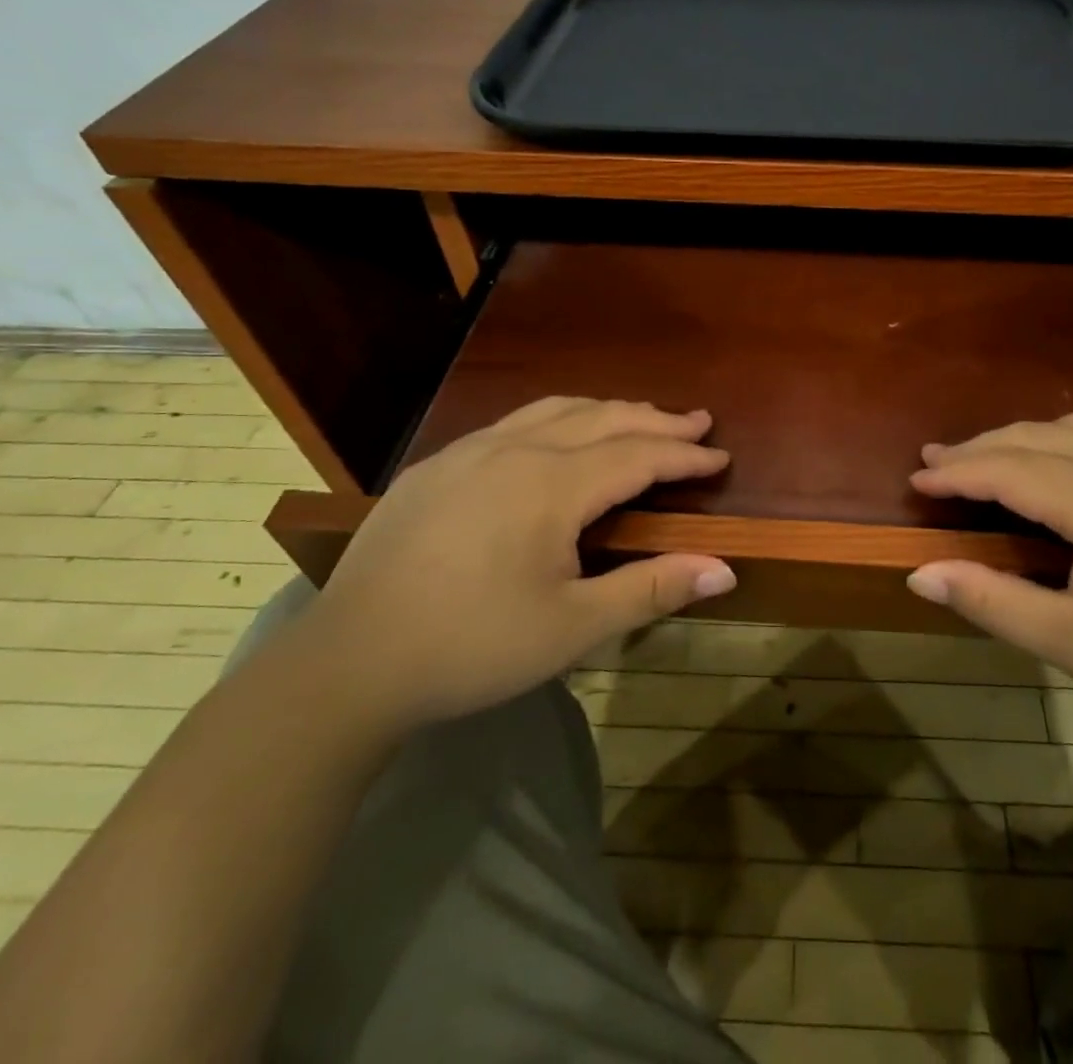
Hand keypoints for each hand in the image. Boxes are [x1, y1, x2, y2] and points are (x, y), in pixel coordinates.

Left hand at [299, 398, 734, 730]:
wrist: (348, 663)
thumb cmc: (473, 647)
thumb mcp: (573, 627)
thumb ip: (651, 589)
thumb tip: (724, 570)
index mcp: (551, 485)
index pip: (637, 455)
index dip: (684, 456)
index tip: (721, 456)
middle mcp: (514, 450)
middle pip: (602, 418)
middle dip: (655, 420)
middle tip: (696, 423)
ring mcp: (469, 452)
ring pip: (555, 410)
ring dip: (607, 411)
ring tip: (640, 418)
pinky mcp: (436, 466)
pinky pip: (513, 422)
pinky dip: (558, 419)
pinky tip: (558, 438)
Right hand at [905, 415, 1072, 752]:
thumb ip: (993, 602)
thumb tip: (919, 574)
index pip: (1008, 468)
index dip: (956, 470)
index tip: (916, 476)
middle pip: (1039, 435)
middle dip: (983, 446)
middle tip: (939, 459)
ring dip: (1029, 438)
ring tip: (995, 458)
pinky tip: (1072, 467)